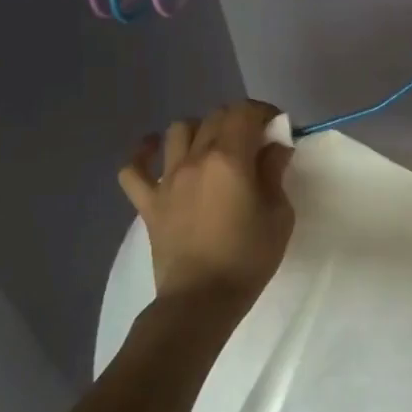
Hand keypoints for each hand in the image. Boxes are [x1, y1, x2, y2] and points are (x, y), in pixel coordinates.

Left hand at [119, 101, 294, 306]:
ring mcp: (167, 180)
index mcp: (230, 159)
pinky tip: (153, 150)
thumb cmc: (248, 257)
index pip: (245, 113)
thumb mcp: (279, 215)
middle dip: (238, 119)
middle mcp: (196, 159)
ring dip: (199, 129)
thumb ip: (274, 174)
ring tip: (212, 146)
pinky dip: (142, 154)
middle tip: (254, 140)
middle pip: (215, 117)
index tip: (277, 127)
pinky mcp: (148, 203)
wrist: (201, 300)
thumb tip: (274, 148)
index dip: (264, 112)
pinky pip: (133, 169)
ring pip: (177, 131)